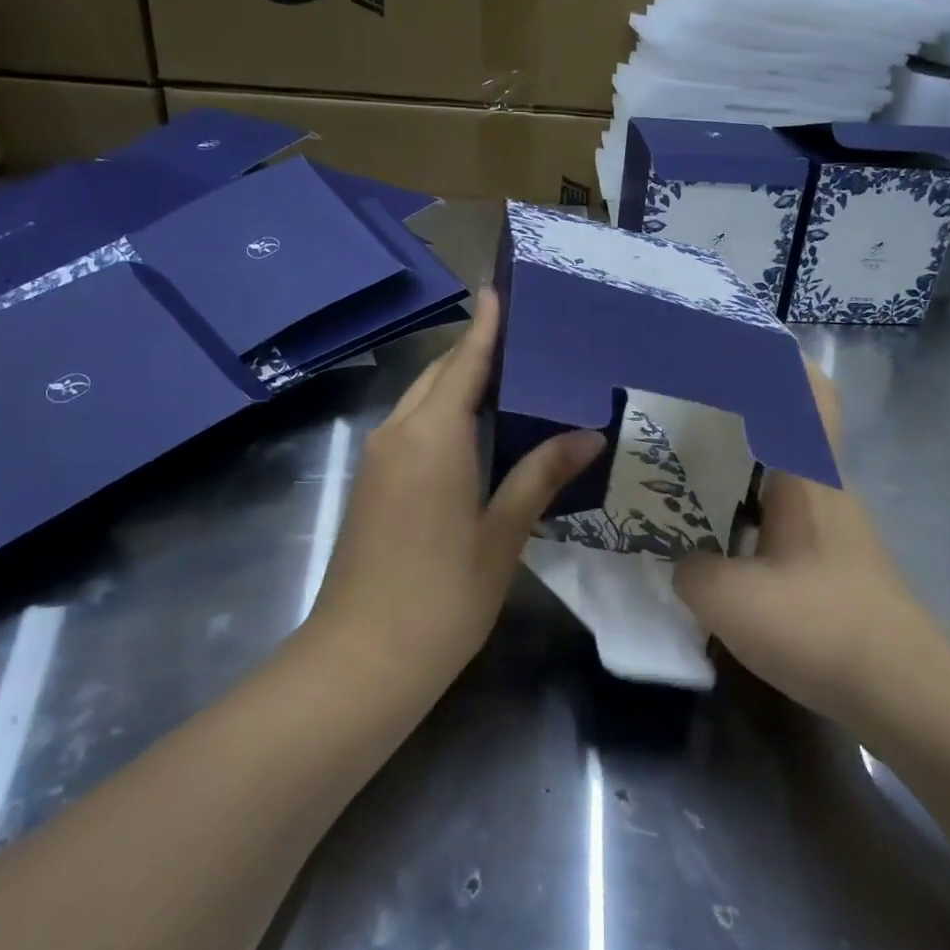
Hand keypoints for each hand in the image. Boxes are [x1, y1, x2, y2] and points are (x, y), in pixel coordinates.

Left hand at [309, 287, 605, 679]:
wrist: (361, 660)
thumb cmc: (442, 596)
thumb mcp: (502, 533)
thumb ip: (539, 475)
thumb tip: (587, 434)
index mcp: (432, 436)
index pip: (464, 364)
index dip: (486, 327)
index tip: (502, 289)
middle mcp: (399, 434)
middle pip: (439, 376)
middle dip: (477, 352)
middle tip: (529, 340)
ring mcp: (379, 459)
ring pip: (422, 401)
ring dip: (460, 384)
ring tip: (513, 378)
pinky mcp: (374, 484)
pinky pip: (413, 428)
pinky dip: (445, 414)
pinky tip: (480, 430)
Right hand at [672, 363, 949, 731]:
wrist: (902, 693)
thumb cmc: (820, 626)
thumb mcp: (729, 599)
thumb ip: (689, 568)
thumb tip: (681, 561)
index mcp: (809, 477)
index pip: (809, 395)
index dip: (780, 361)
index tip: (736, 344)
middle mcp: (824, 491)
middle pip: (786, 429)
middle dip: (736, 412)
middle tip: (678, 409)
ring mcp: (830, 529)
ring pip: (779, 475)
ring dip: (737, 466)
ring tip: (681, 466)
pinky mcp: (829, 564)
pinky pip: (778, 516)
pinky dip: (744, 510)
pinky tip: (709, 534)